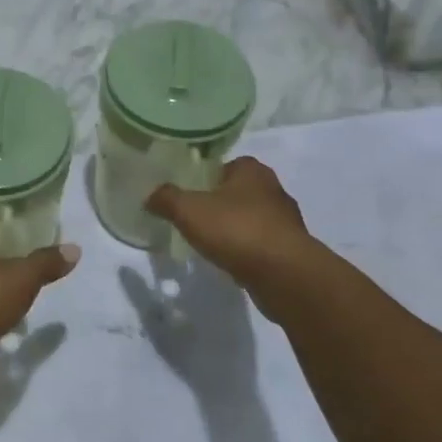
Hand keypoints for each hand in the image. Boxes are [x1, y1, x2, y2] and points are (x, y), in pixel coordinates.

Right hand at [145, 157, 326, 294]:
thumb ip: (167, 199)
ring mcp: (285, 221)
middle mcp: (273, 189)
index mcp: (251, 169)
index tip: (187, 194)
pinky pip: (260, 244)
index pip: (223, 165)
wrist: (285, 275)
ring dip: (233, 228)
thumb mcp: (189, 210)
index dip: (203, 178)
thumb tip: (150, 196)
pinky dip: (245, 250)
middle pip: (236, 192)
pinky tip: (230, 262)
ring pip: (250, 219)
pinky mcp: (291, 249)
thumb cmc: (237, 230)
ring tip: (209, 243)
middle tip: (193, 218)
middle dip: (217, 204)